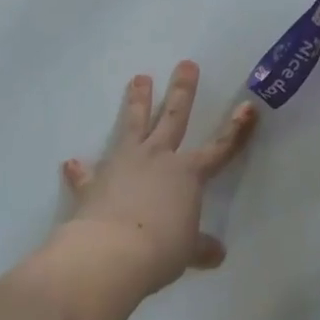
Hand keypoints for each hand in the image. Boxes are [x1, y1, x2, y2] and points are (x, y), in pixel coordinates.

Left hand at [59, 61, 257, 296]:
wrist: (110, 254)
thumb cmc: (160, 249)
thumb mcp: (187, 251)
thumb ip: (200, 247)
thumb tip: (218, 255)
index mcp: (187, 174)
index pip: (220, 148)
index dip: (236, 129)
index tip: (248, 106)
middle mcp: (158, 158)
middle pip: (173, 117)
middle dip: (182, 90)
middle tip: (185, 64)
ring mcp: (124, 165)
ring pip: (133, 125)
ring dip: (137, 102)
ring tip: (139, 78)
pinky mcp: (94, 183)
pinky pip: (87, 174)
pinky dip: (80, 170)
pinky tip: (71, 163)